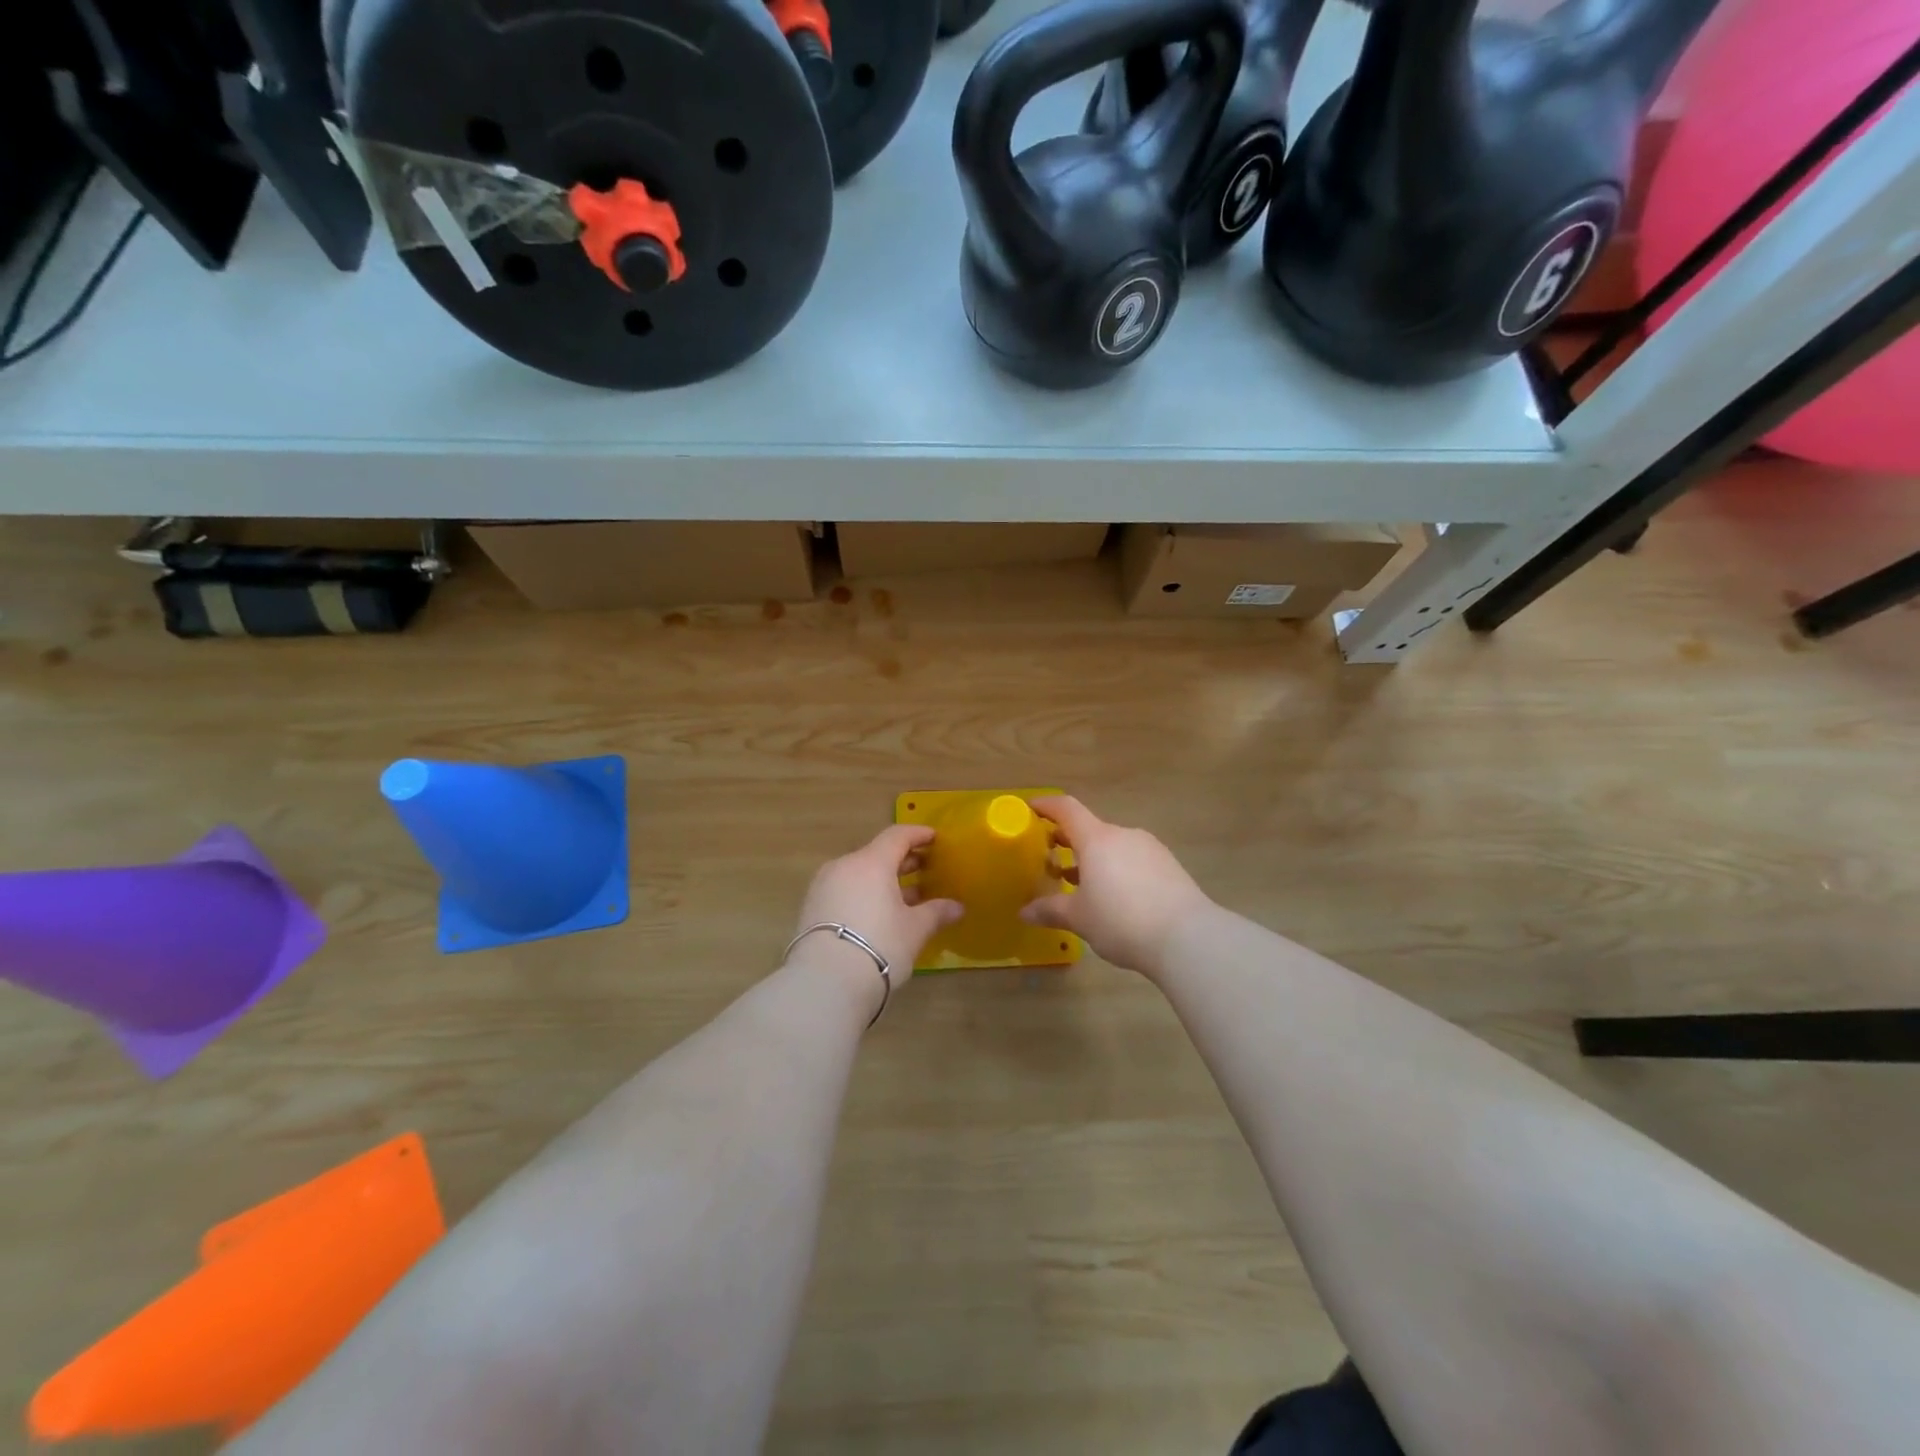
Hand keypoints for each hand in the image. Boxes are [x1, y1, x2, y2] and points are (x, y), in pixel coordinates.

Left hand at [788, 825, 962, 1013]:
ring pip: (859, 873)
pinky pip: (845, 890)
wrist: (825, 983)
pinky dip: (865, 894)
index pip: (897, 836)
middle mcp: (844, 866)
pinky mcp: (812, 908)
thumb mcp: (914, 930)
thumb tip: (957, 907)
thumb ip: (936, 912)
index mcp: (871, 862)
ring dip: (883, 880)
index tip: (935, 839)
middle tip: (926, 869)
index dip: (918, 834)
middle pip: (877, 853)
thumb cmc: (879, 946)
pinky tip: (880, 914)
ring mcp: (823, 886)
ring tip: (906, 897)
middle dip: (903, 860)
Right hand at [1021, 796, 1213, 976]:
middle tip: (1050, 857)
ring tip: (1081, 884)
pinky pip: (1134, 860)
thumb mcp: (1079, 919)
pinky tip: (1115, 897)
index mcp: (1097, 839)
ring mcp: (1150, 849)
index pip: (1067, 809)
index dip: (1047, 805)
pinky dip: (1117, 870)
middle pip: (1090, 829)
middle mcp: (1123, 835)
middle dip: (1068, 841)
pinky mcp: (1170, 867)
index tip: (1031, 808)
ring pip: (1113, 847)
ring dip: (1094, 859)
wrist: (1188, 938)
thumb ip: (1051, 910)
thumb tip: (1025, 912)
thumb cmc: (1122, 921)